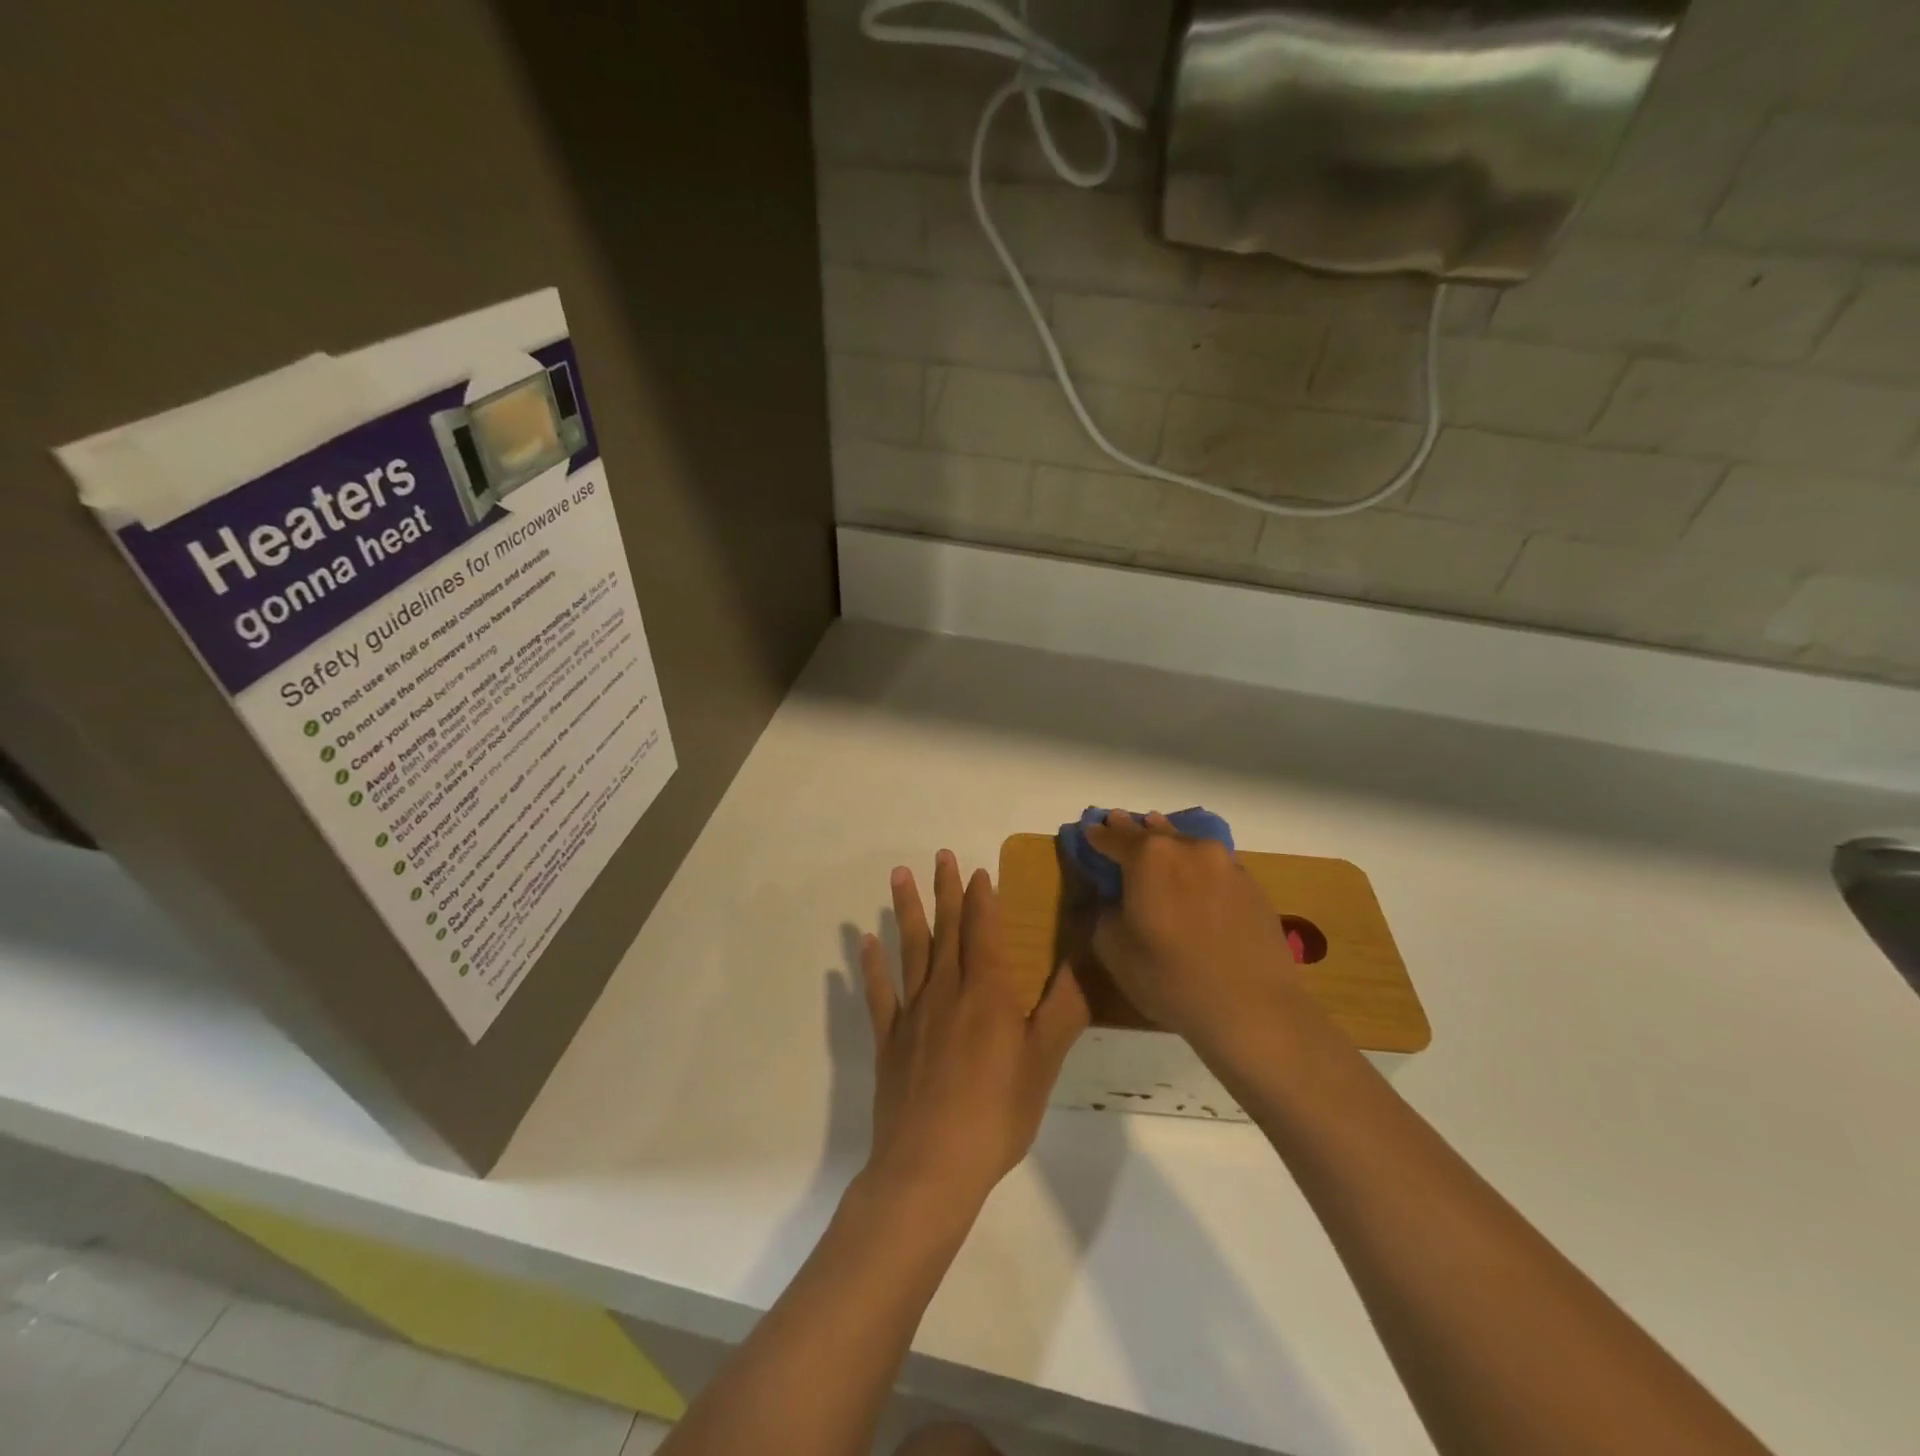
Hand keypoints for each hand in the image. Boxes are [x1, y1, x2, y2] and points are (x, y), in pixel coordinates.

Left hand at [859, 850, 1089, 1210]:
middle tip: (940, 855)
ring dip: (905, 910)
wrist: (931, 1164)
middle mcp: (947, 990)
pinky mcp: (889, 1039)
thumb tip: (1085, 960)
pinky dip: (871, 965)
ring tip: (899, 875)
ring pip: (910, 948)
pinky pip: (879, 993)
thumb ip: (1064, 1008)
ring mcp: (913, 1012)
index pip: (984, 930)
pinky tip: (865, 942)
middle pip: (947, 929)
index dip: (982, 898)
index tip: (978, 869)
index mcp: (987, 991)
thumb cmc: (997, 1112)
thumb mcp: (1045, 1062)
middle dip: (946, 889)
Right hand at [1085, 811, 1313, 1048]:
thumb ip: (1106, 913)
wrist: (1252, 1009)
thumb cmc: (1170, 978)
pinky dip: (1197, 867)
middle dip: (1133, 830)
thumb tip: (1117, 901)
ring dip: (1169, 841)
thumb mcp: (1113, 949)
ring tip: (1158, 840)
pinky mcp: (1252, 887)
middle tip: (1118, 821)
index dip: (1098, 835)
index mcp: (1148, 857)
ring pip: (1188, 844)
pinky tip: (1195, 881)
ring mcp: (1226, 864)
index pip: (1114, 838)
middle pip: (1153, 832)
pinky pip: (1214, 866)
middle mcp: (1188, 849)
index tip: (1089, 830)